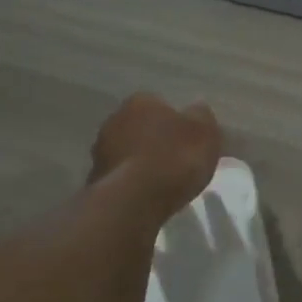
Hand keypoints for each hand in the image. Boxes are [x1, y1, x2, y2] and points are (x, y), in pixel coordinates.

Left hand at [89, 93, 222, 219]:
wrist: (135, 199)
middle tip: (177, 162)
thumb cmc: (175, 158)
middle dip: (156, 141)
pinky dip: (132, 183)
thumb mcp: (205, 132)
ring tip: (163, 183)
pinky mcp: (96, 179)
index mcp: (141, 101)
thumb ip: (202, 117)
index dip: (177, 123)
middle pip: (142, 128)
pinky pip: (121, 176)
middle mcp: (114, 119)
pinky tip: (147, 197)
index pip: (160, 105)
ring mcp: (101, 150)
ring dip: (142, 163)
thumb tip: (197, 109)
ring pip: (128, 152)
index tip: (189, 142)